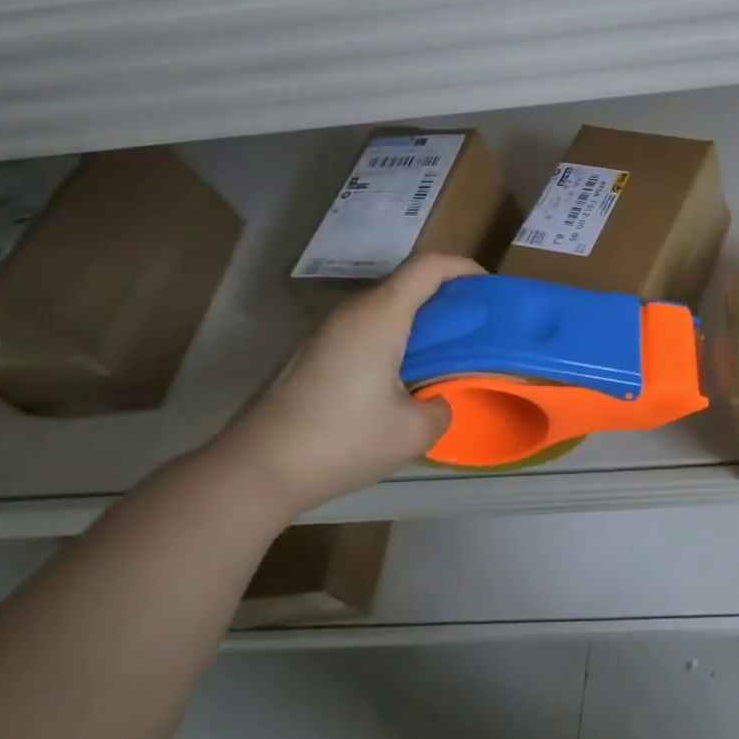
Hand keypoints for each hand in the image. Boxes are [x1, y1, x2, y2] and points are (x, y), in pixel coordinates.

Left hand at [213, 250, 484, 516]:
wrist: (252, 472)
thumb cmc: (340, 441)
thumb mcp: (413, 433)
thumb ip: (441, 409)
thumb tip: (437, 402)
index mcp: (379, 317)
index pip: (427, 267)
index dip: (462, 268)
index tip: (487, 288)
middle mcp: (350, 314)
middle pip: (405, 284)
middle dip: (444, 297)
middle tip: (472, 326)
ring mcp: (323, 333)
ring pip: (382, 308)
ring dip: (416, 321)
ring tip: (441, 353)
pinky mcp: (308, 356)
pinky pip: (362, 330)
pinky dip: (392, 338)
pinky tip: (399, 377)